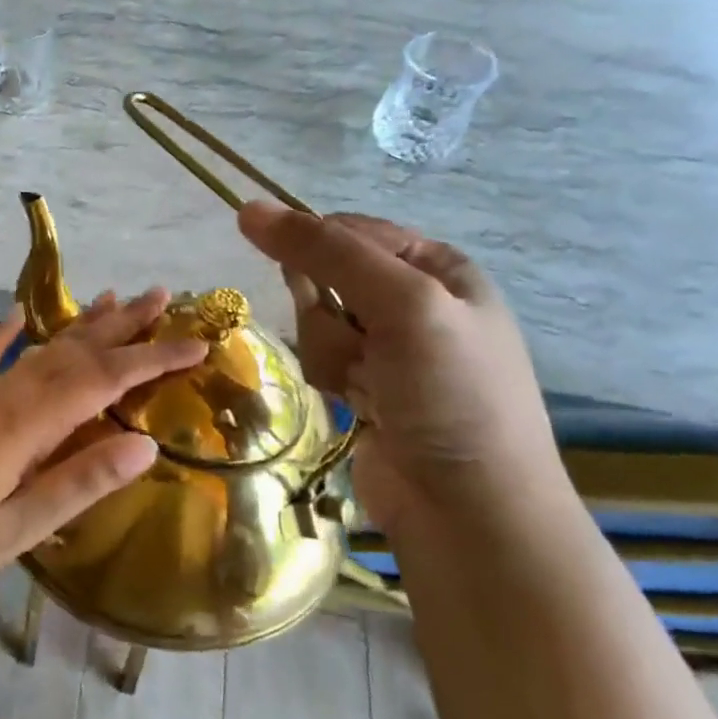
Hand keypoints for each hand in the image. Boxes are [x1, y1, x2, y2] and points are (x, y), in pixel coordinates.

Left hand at [0, 289, 208, 598]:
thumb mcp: (19, 527)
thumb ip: (81, 482)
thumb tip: (147, 445)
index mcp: (28, 424)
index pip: (104, 380)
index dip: (153, 359)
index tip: (197, 342)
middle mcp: (7, 395)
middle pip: (76, 351)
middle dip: (124, 325)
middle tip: (164, 296)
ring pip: (41, 348)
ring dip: (81, 324)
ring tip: (113, 297)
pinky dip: (7, 333)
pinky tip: (20, 312)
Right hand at [237, 202, 568, 531]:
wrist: (468, 510)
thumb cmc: (450, 395)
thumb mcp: (401, 304)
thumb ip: (325, 252)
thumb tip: (249, 208)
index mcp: (437, 267)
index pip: (350, 230)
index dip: (316, 250)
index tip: (301, 282)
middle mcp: (414, 300)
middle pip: (324, 277)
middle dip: (326, 313)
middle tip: (359, 346)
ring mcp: (389, 347)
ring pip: (315, 321)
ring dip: (329, 352)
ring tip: (365, 387)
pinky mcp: (366, 387)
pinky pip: (321, 360)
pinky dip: (329, 379)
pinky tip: (357, 406)